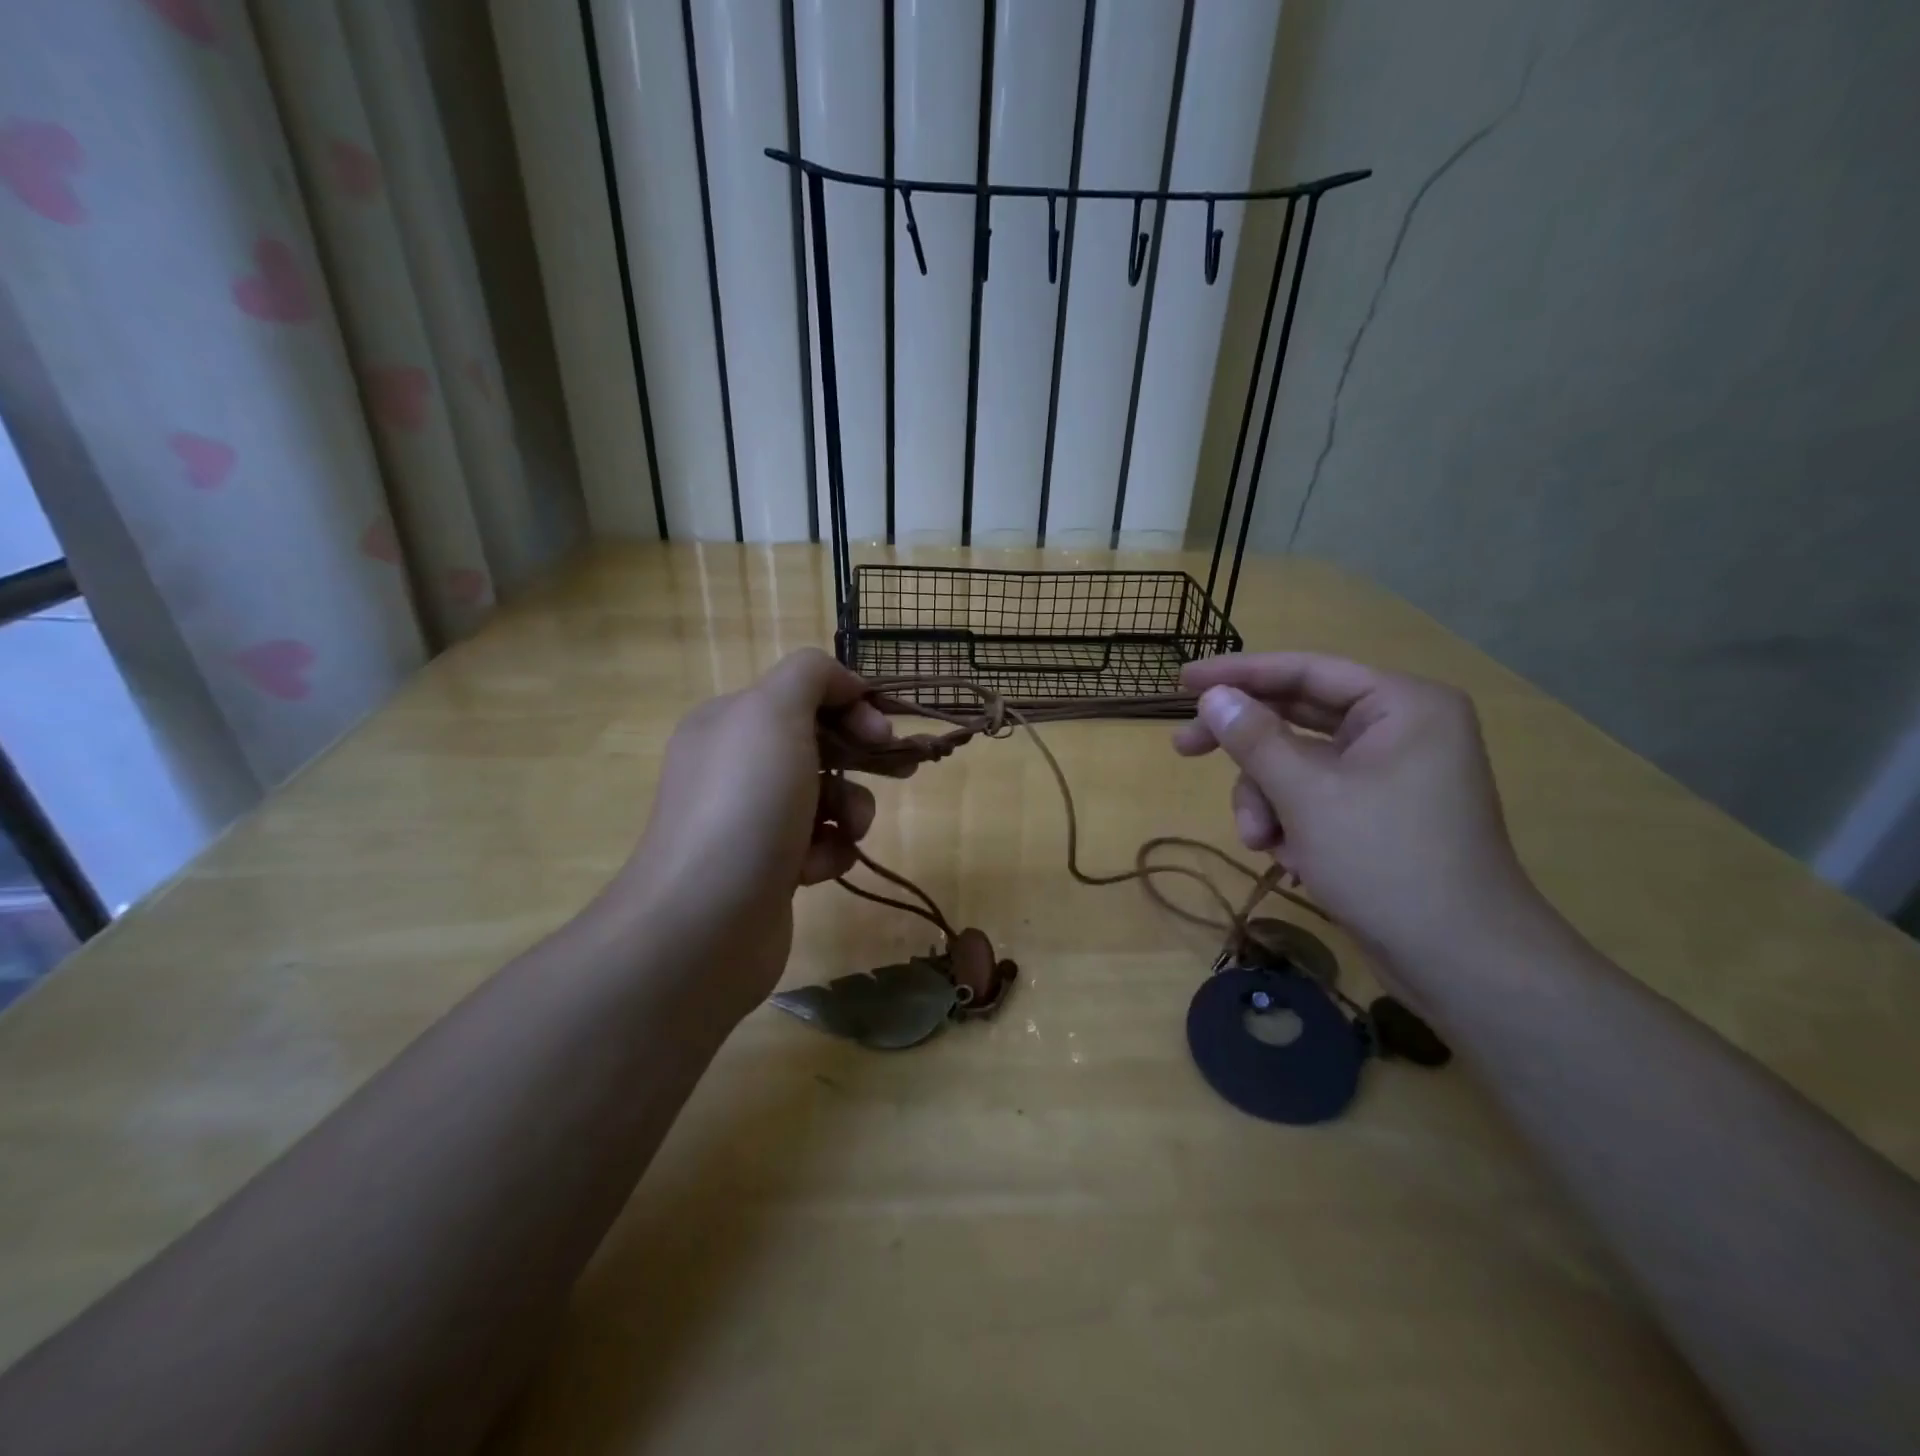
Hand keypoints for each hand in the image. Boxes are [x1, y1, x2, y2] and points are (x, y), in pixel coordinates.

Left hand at [607, 650, 899, 1015]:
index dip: (851, 705)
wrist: (704, 922)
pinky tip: (815, 869)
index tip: (884, 731)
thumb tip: (843, 684)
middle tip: (903, 769)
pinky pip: (817, 844)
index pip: (803, 694)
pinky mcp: (766, 869)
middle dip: (863, 755)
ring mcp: (750, 820)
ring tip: (844, 831)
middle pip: (819, 744)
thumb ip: (810, 676)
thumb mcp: (773, 712)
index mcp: (730, 722)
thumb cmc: (745, 804)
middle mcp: (736, 766)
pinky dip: (828, 852)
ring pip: (825, 797)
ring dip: (849, 808)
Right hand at [1175, 653, 1542, 971]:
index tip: (1182, 681)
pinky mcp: (1380, 813)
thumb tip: (1211, 696)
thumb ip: (1253, 738)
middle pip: (1297, 719)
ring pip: (1299, 766)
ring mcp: (1391, 774)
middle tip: (1183, 749)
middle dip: (1246, 751)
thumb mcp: (1306, 794)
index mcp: (1401, 705)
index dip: (1238, 674)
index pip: (1305, 671)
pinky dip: (1293, 822)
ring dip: (1268, 801)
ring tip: (1262, 844)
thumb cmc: (1386, 861)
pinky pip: (1317, 797)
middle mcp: (1400, 729)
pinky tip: (1292, 860)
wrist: (1462, 962)